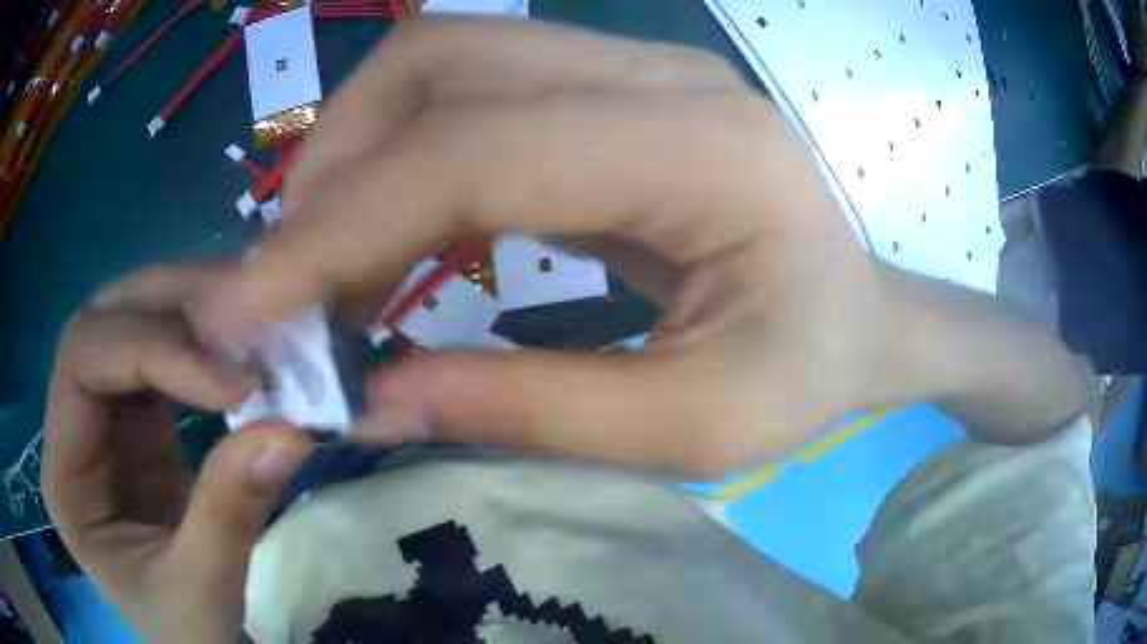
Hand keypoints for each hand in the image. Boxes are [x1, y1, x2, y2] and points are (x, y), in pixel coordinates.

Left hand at [43, 265, 313, 642]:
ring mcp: (102, 420)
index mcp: (64, 475)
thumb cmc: (185, 634)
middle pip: (100, 325)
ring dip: (184, 315)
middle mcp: (71, 429)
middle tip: (241, 324)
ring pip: (126, 325)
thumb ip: (230, 515)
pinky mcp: (135, 422)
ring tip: (246, 326)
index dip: (148, 351)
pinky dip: (197, 343)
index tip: (232, 384)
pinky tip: (234, 352)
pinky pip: (158, 356)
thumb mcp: (204, 593)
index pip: (82, 363)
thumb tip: (288, 431)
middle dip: (165, 313)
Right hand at [199, 19, 1081, 476]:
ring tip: (328, 264)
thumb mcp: (693, 429)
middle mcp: (658, 75)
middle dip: (335, 164)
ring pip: (443, 61)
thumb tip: (375, 400)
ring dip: (356, 153)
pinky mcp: (611, 88)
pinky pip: (471, 90)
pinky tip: (386, 236)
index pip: (475, 151)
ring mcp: (633, 67)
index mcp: (705, 151)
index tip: (260, 299)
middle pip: (439, 62)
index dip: (343, 223)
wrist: (866, 315)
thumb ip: (528, 411)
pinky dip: (399, 156)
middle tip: (295, 276)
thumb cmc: (811, 371)